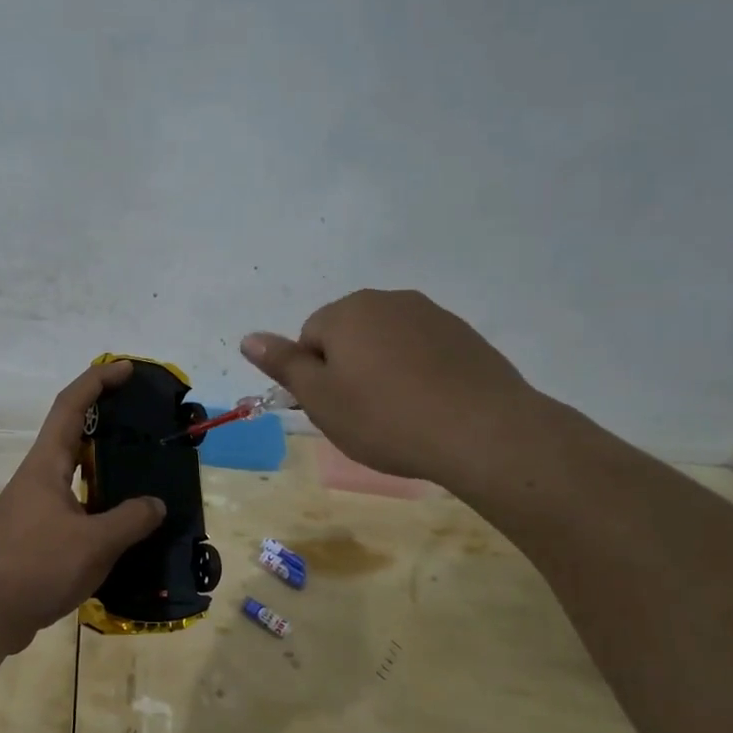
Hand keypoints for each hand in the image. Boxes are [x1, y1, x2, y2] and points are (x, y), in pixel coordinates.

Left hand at [0, 360, 166, 644]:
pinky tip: (124, 526)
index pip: (70, 406)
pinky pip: (76, 509)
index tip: (126, 369)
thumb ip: (129, 520)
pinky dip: (100, 507)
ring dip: (106, 469)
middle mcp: (38, 479)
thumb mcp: (93, 543)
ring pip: (76, 476)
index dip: (97, 381)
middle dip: (107, 422)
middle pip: (73, 435)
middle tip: (145, 422)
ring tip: (145, 473)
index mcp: (46, 465)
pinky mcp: (36, 537)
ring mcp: (35, 509)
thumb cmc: (34, 566)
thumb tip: (156, 504)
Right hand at [241, 289, 540, 489]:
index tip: (335, 409)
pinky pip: (422, 351)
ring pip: (386, 343)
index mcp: (347, 311)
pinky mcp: (464, 335)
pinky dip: (417, 374)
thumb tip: (249, 337)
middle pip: (348, 335)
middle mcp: (388, 300)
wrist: (483, 431)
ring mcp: (431, 314)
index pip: (309, 338)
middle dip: (348, 369)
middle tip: (362, 414)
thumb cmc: (386, 418)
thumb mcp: (321, 399)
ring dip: (383, 371)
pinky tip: (429, 407)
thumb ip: (283, 364)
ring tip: (399, 414)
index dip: (315, 378)